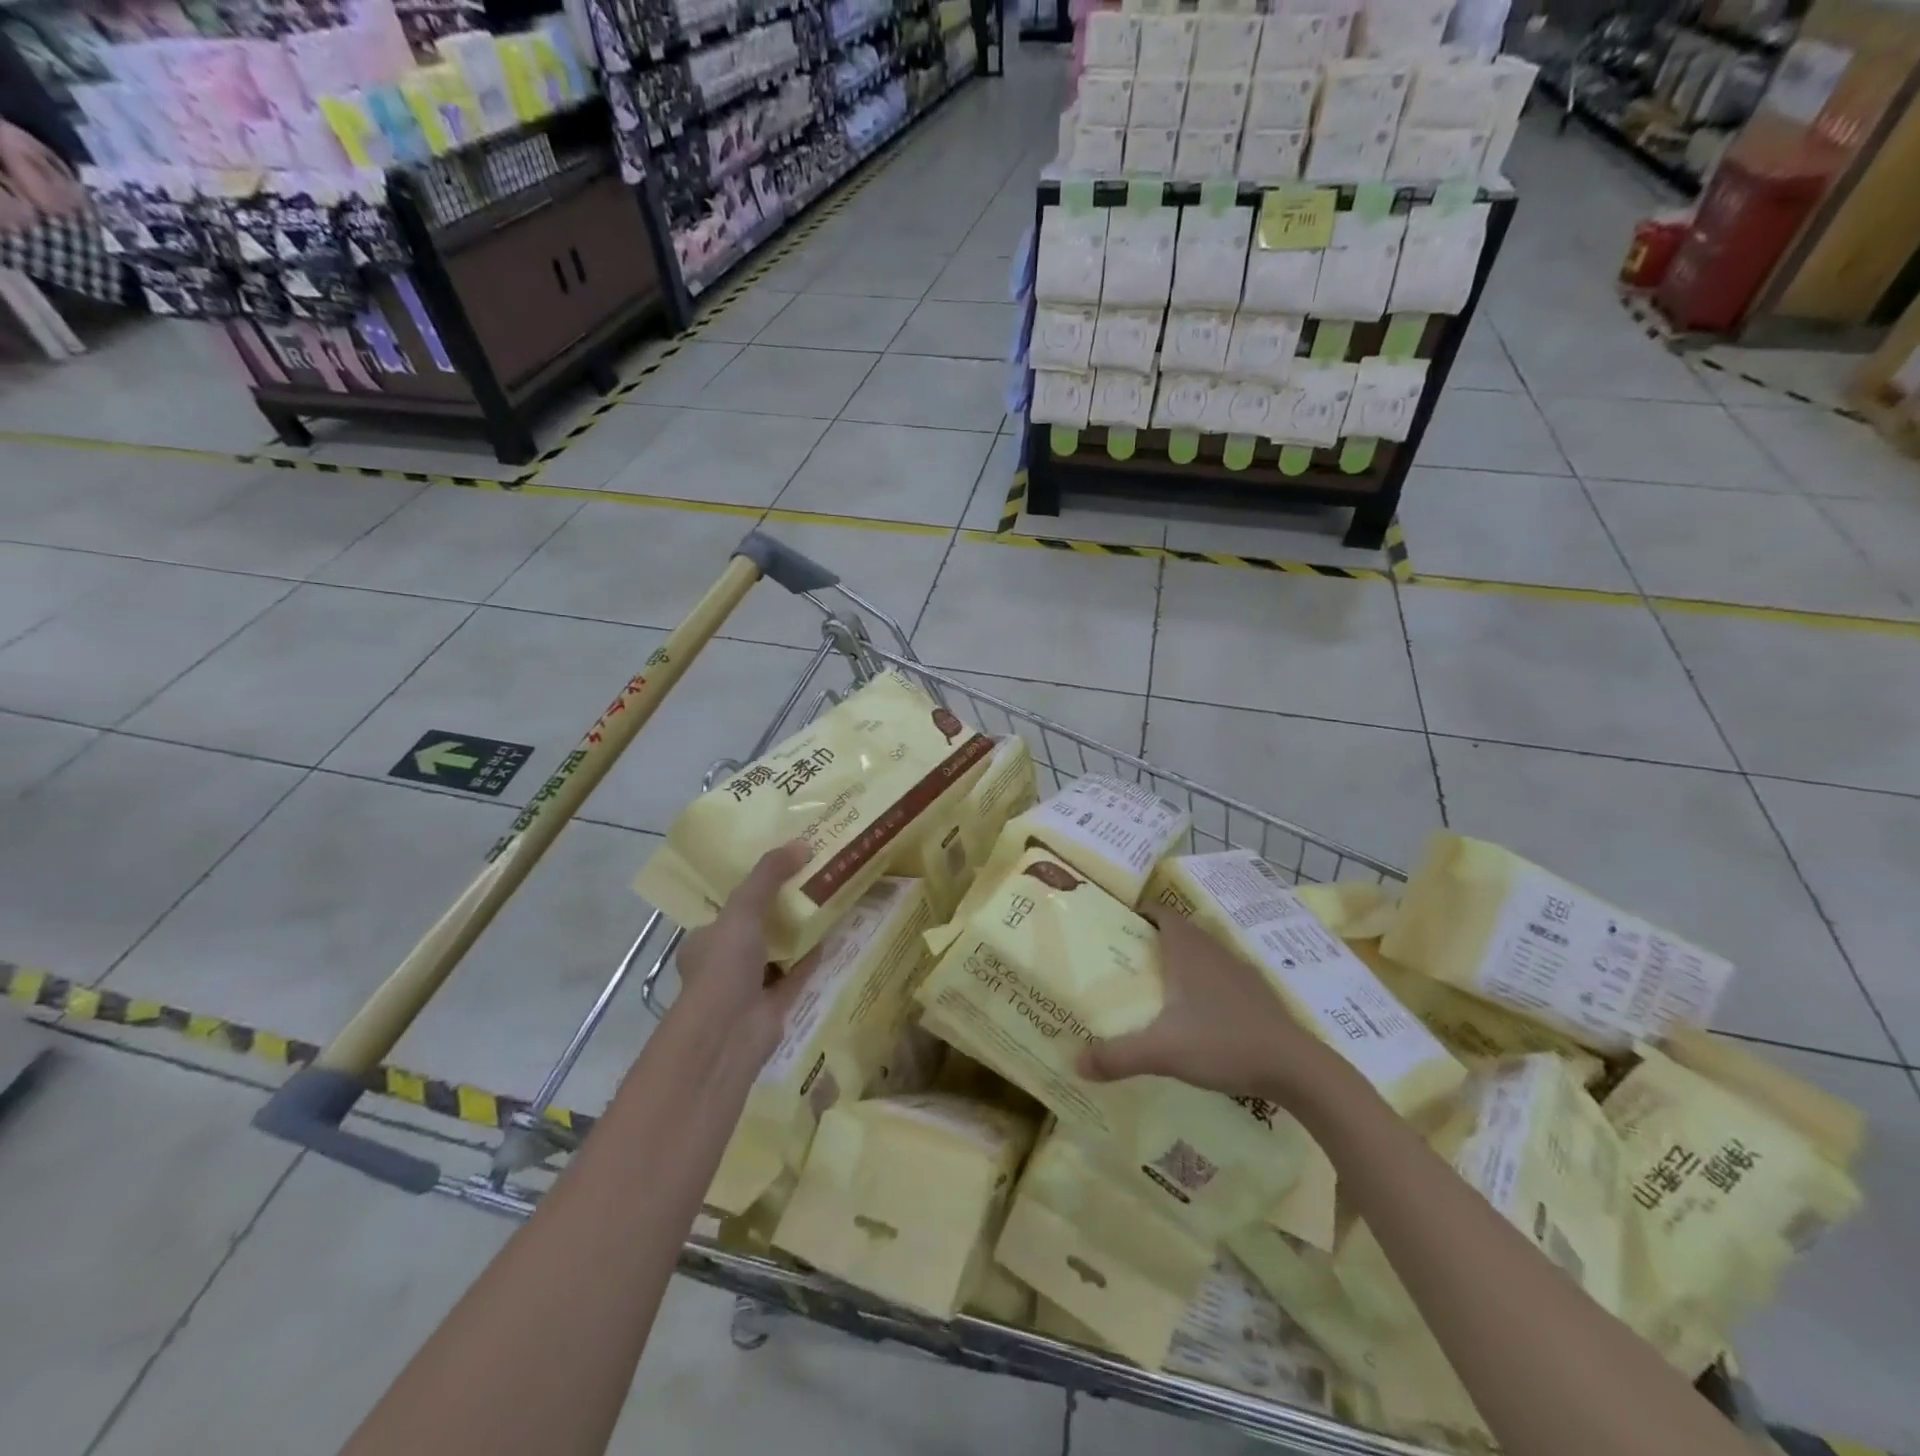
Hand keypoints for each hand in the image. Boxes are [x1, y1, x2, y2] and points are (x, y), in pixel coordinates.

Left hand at [672, 842, 817, 1063]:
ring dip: (799, 933)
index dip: (754, 888)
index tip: (782, 868)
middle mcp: (724, 963)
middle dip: (781, 910)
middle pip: (757, 929)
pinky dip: (812, 958)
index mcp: (705, 940)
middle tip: (811, 880)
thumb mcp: (743, 909)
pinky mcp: (774, 1006)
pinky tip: (833, 937)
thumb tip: (802, 843)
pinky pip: (797, 975)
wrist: (728, 1034)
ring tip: (827, 903)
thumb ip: (768, 876)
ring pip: (779, 952)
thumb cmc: (724, 966)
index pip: (729, 909)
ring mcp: (749, 987)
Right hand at [1079, 909, 1346, 1103]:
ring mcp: (1239, 971)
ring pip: (1202, 954)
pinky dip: (1203, 984)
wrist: (1296, 1068)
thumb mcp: (1163, 1052)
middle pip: (1178, 931)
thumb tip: (1075, 1062)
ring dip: (1180, 962)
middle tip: (1126, 960)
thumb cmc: (1223, 1043)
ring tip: (1155, 986)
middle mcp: (1213, 951)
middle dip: (1153, 940)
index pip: (1161, 912)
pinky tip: (1196, 1014)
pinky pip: (1220, 976)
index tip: (1116, 926)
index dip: (1139, 913)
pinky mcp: (1257, 994)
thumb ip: (1118, 1056)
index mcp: (1188, 950)